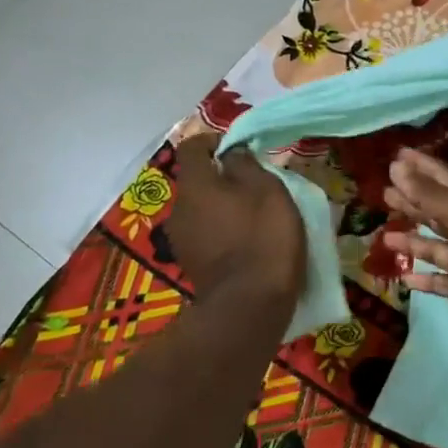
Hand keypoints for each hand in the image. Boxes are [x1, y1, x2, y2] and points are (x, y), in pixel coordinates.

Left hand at [166, 132, 304, 304]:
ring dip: (223, 206)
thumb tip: (231, 154)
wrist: (250, 306)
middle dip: (222, 177)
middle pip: (198, 180)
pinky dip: (223, 230)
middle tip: (255, 184)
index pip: (192, 147)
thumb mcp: (267, 189)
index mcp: (195, 185)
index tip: (240, 148)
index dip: (214, 141)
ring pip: (201, 209)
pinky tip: (247, 242)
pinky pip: (206, 234)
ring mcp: (181, 240)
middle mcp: (179, 209)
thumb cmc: (263, 237)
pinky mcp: (192, 264)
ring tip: (254, 215)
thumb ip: (245, 164)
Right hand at [381, 148, 447, 344]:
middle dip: (411, 203)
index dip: (420, 166)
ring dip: (412, 242)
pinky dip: (424, 281)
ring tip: (386, 239)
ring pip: (435, 248)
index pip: (441, 179)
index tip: (396, 156)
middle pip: (435, 212)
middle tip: (383, 195)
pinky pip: (442, 283)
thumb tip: (396, 168)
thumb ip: (429, 195)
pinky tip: (404, 281)